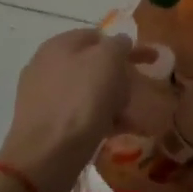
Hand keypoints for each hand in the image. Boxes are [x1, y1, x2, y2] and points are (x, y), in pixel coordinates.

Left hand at [0, 30, 145, 191]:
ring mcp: (44, 96)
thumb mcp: (107, 61)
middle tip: (142, 90)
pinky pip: (81, 115)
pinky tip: (118, 132)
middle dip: (121, 76)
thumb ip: (118, 44)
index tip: (148, 61)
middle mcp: (47, 66)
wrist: (46, 155)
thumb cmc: (80, 101)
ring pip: (88, 92)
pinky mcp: (46, 124)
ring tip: (136, 117)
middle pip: (93, 65)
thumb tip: (120, 43)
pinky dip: (101, 119)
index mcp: (59, 45)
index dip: (125, 46)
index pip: (97, 36)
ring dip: (114, 100)